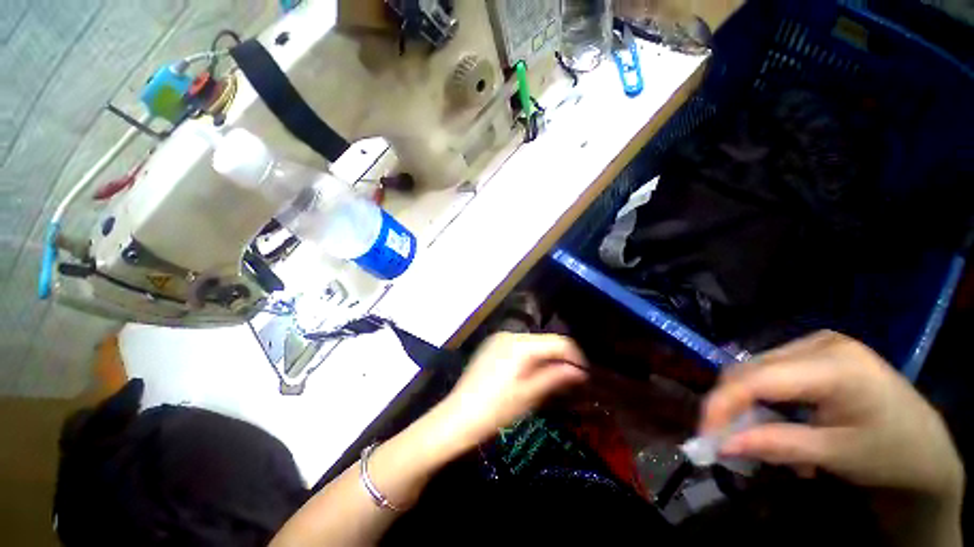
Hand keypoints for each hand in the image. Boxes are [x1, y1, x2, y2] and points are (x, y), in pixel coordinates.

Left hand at [435, 333, 587, 452]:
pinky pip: (519, 347)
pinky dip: (530, 357)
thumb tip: (580, 371)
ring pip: (532, 344)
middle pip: (544, 341)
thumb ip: (556, 377)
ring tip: (553, 379)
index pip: (558, 342)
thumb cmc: (495, 410)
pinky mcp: (492, 346)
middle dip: (559, 358)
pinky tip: (531, 374)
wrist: (457, 417)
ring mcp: (498, 339)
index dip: (575, 357)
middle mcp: (510, 335)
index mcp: (521, 344)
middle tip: (570, 380)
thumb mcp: (529, 395)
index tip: (585, 375)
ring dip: (545, 358)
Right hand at [701, 331, 963, 504]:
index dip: (722, 404)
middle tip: (727, 440)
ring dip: (748, 403)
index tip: (704, 434)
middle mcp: (822, 342)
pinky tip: (780, 419)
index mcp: (836, 366)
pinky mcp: (818, 350)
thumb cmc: (891, 455)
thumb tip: (720, 444)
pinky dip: (764, 397)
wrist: (928, 449)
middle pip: (752, 369)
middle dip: (731, 405)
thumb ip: (776, 445)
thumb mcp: (835, 455)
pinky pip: (772, 370)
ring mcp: (820, 342)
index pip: (758, 379)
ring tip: (762, 436)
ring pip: (756, 369)